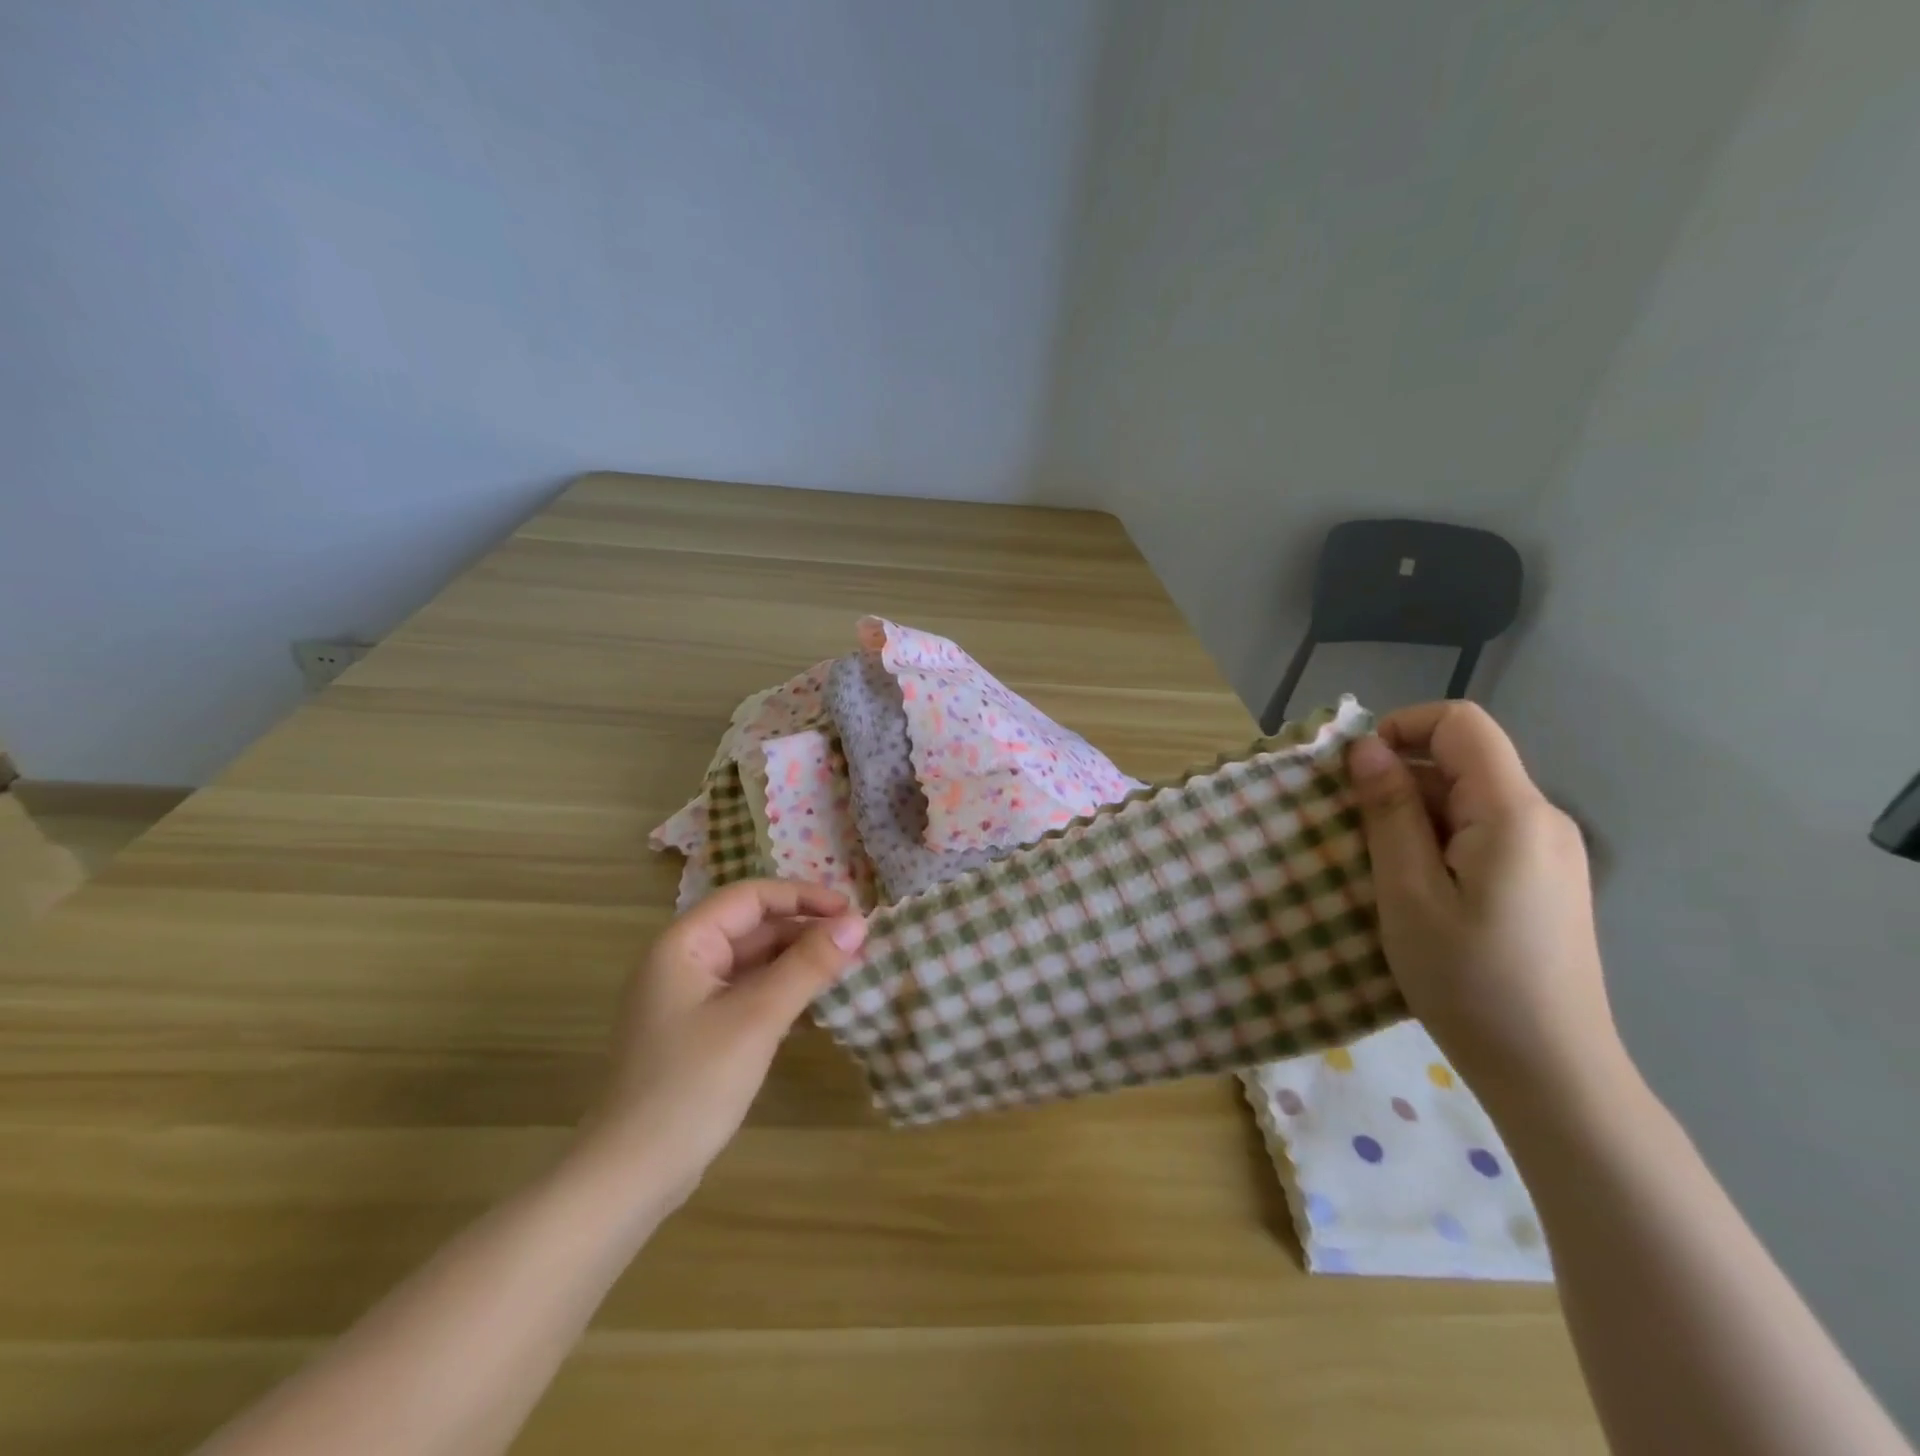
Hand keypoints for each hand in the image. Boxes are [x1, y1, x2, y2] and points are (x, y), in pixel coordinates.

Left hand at [580, 880, 866, 1202]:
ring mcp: (688, 1000)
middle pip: (753, 927)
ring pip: (753, 963)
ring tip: (846, 970)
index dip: (803, 897)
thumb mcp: (757, 1018)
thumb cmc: (691, 1086)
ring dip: (797, 963)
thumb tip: (858, 922)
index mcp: (684, 944)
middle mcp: (683, 962)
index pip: (751, 896)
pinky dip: (782, 993)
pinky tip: (816, 1007)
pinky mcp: (698, 1033)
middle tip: (858, 945)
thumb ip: (808, 965)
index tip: (852, 912)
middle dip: (805, 931)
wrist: (629, 1178)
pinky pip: (747, 995)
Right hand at [1345, 701, 1625, 1103]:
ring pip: (1468, 799)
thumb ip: (1388, 811)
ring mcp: (1549, 851)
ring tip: (1379, 870)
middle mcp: (1542, 819)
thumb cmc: (1469, 980)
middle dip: (1398, 780)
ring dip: (1413, 816)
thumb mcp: (1408, 892)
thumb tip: (1364, 746)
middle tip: (1354, 835)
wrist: (1552, 1072)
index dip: (1401, 728)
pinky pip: (1482, 832)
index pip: (1460, 724)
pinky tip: (1417, 890)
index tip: (1356, 774)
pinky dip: (1438, 841)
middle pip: (1462, 761)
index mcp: (1513, 813)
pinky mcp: (1544, 879)